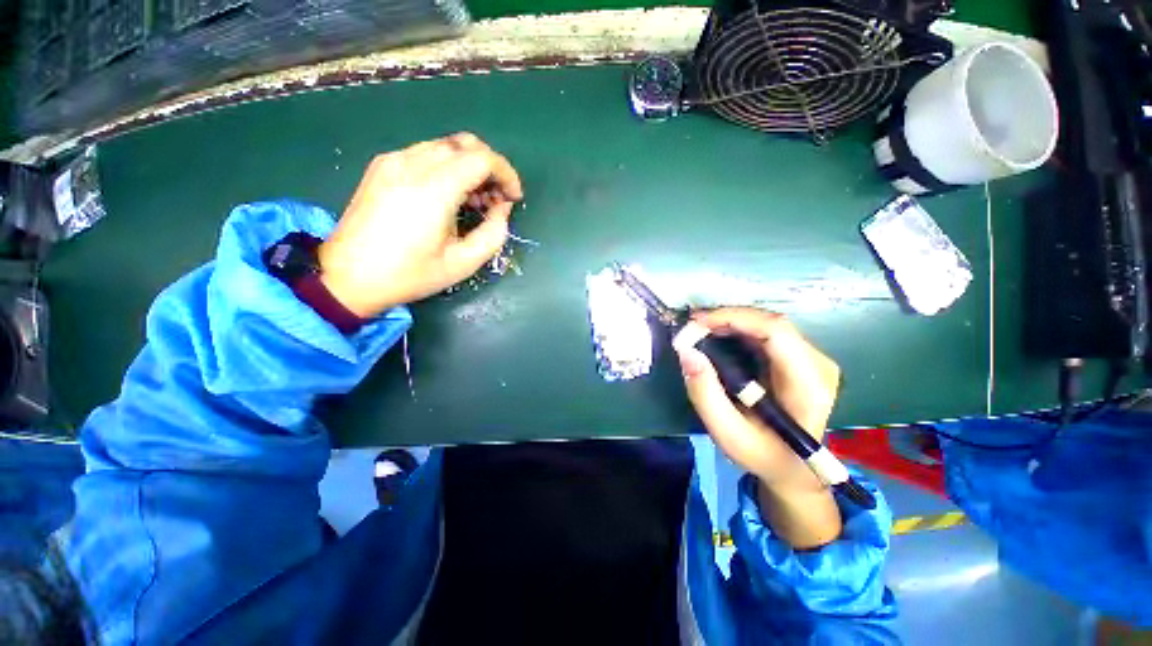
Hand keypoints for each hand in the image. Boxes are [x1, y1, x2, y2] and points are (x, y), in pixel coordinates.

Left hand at [318, 133, 522, 317]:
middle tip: (495, 200)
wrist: (347, 277)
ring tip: (472, 201)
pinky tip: (446, 196)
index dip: (507, 174)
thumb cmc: (410, 275)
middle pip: (466, 144)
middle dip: (490, 168)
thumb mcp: (464, 263)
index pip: (483, 158)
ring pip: (446, 146)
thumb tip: (502, 208)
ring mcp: (393, 161)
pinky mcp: (381, 165)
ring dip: (469, 167)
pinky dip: (447, 167)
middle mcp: (412, 164)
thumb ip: (494, 233)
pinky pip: (425, 153)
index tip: (514, 198)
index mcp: (434, 189)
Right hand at [676, 308, 841, 546]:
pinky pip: (766, 332)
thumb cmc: (763, 455)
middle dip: (725, 319)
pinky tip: (716, 336)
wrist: (795, 468)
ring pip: (766, 324)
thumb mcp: (728, 433)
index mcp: (808, 386)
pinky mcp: (801, 358)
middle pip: (769, 323)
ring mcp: (813, 359)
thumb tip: (686, 352)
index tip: (696, 323)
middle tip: (691, 327)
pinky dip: (737, 330)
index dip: (733, 318)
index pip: (776, 332)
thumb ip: (705, 393)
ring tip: (698, 331)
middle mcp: (818, 364)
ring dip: (729, 322)